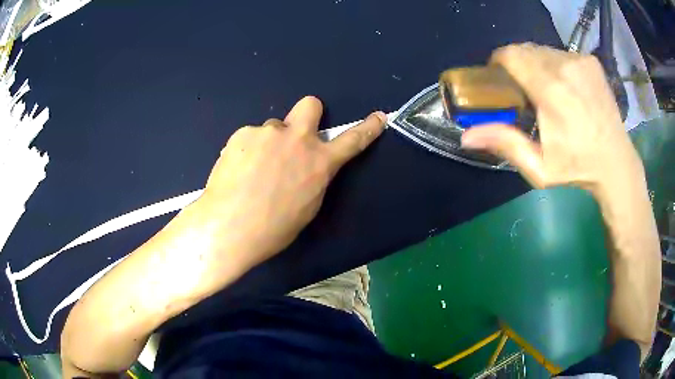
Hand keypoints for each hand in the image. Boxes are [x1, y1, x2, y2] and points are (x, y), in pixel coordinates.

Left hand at [198, 96, 386, 268]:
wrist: (229, 227)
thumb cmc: (273, 229)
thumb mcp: (306, 207)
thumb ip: (313, 179)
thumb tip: (308, 167)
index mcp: (319, 163)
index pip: (352, 140)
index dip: (368, 127)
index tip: (378, 117)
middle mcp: (296, 140)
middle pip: (310, 105)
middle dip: (308, 114)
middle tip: (294, 136)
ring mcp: (268, 133)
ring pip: (272, 128)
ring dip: (269, 143)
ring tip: (252, 171)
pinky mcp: (241, 134)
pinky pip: (249, 137)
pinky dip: (246, 151)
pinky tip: (237, 171)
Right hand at [461, 43, 643, 198]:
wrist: (616, 163)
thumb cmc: (577, 168)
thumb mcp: (539, 167)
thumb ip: (505, 145)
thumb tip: (466, 136)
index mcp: (551, 91)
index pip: (512, 55)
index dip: (499, 61)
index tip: (500, 76)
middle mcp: (565, 66)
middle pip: (526, 49)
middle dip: (518, 64)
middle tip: (523, 89)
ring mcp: (580, 61)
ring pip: (544, 50)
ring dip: (538, 64)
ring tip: (547, 89)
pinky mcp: (591, 61)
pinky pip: (562, 54)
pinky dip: (557, 65)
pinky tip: (567, 87)